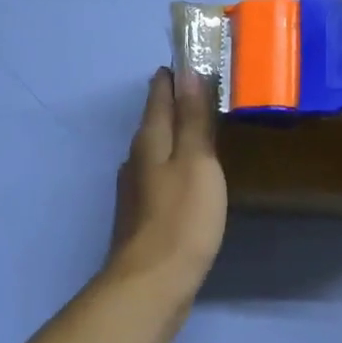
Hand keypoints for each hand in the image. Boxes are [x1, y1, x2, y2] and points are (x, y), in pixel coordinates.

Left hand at [106, 67, 227, 294]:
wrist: (152, 283)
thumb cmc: (182, 218)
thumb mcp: (196, 162)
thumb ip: (192, 118)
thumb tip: (186, 72)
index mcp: (149, 140)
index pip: (159, 94)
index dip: (175, 75)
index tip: (193, 59)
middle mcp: (137, 158)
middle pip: (155, 120)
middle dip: (175, 102)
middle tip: (205, 88)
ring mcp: (137, 188)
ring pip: (157, 149)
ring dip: (176, 134)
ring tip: (202, 126)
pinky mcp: (143, 214)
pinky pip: (161, 174)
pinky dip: (176, 163)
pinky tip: (190, 174)